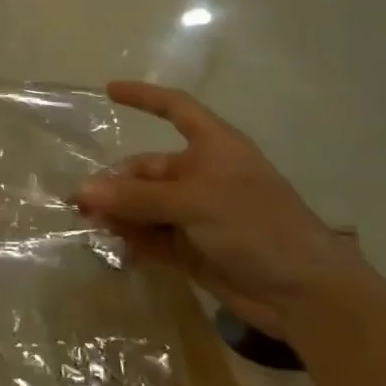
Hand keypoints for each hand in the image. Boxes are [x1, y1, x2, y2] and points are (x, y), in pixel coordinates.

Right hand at [73, 82, 370, 338]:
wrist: (306, 296)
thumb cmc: (257, 226)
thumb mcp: (193, 202)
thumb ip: (136, 197)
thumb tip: (81, 191)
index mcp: (214, 148)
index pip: (175, 109)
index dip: (144, 98)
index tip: (109, 90)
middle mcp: (202, 176)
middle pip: (146, 170)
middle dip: (114, 184)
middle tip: (79, 202)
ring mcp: (196, 214)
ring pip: (143, 206)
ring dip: (117, 214)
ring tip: (89, 227)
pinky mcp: (191, 248)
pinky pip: (150, 236)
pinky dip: (131, 240)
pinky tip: (112, 247)